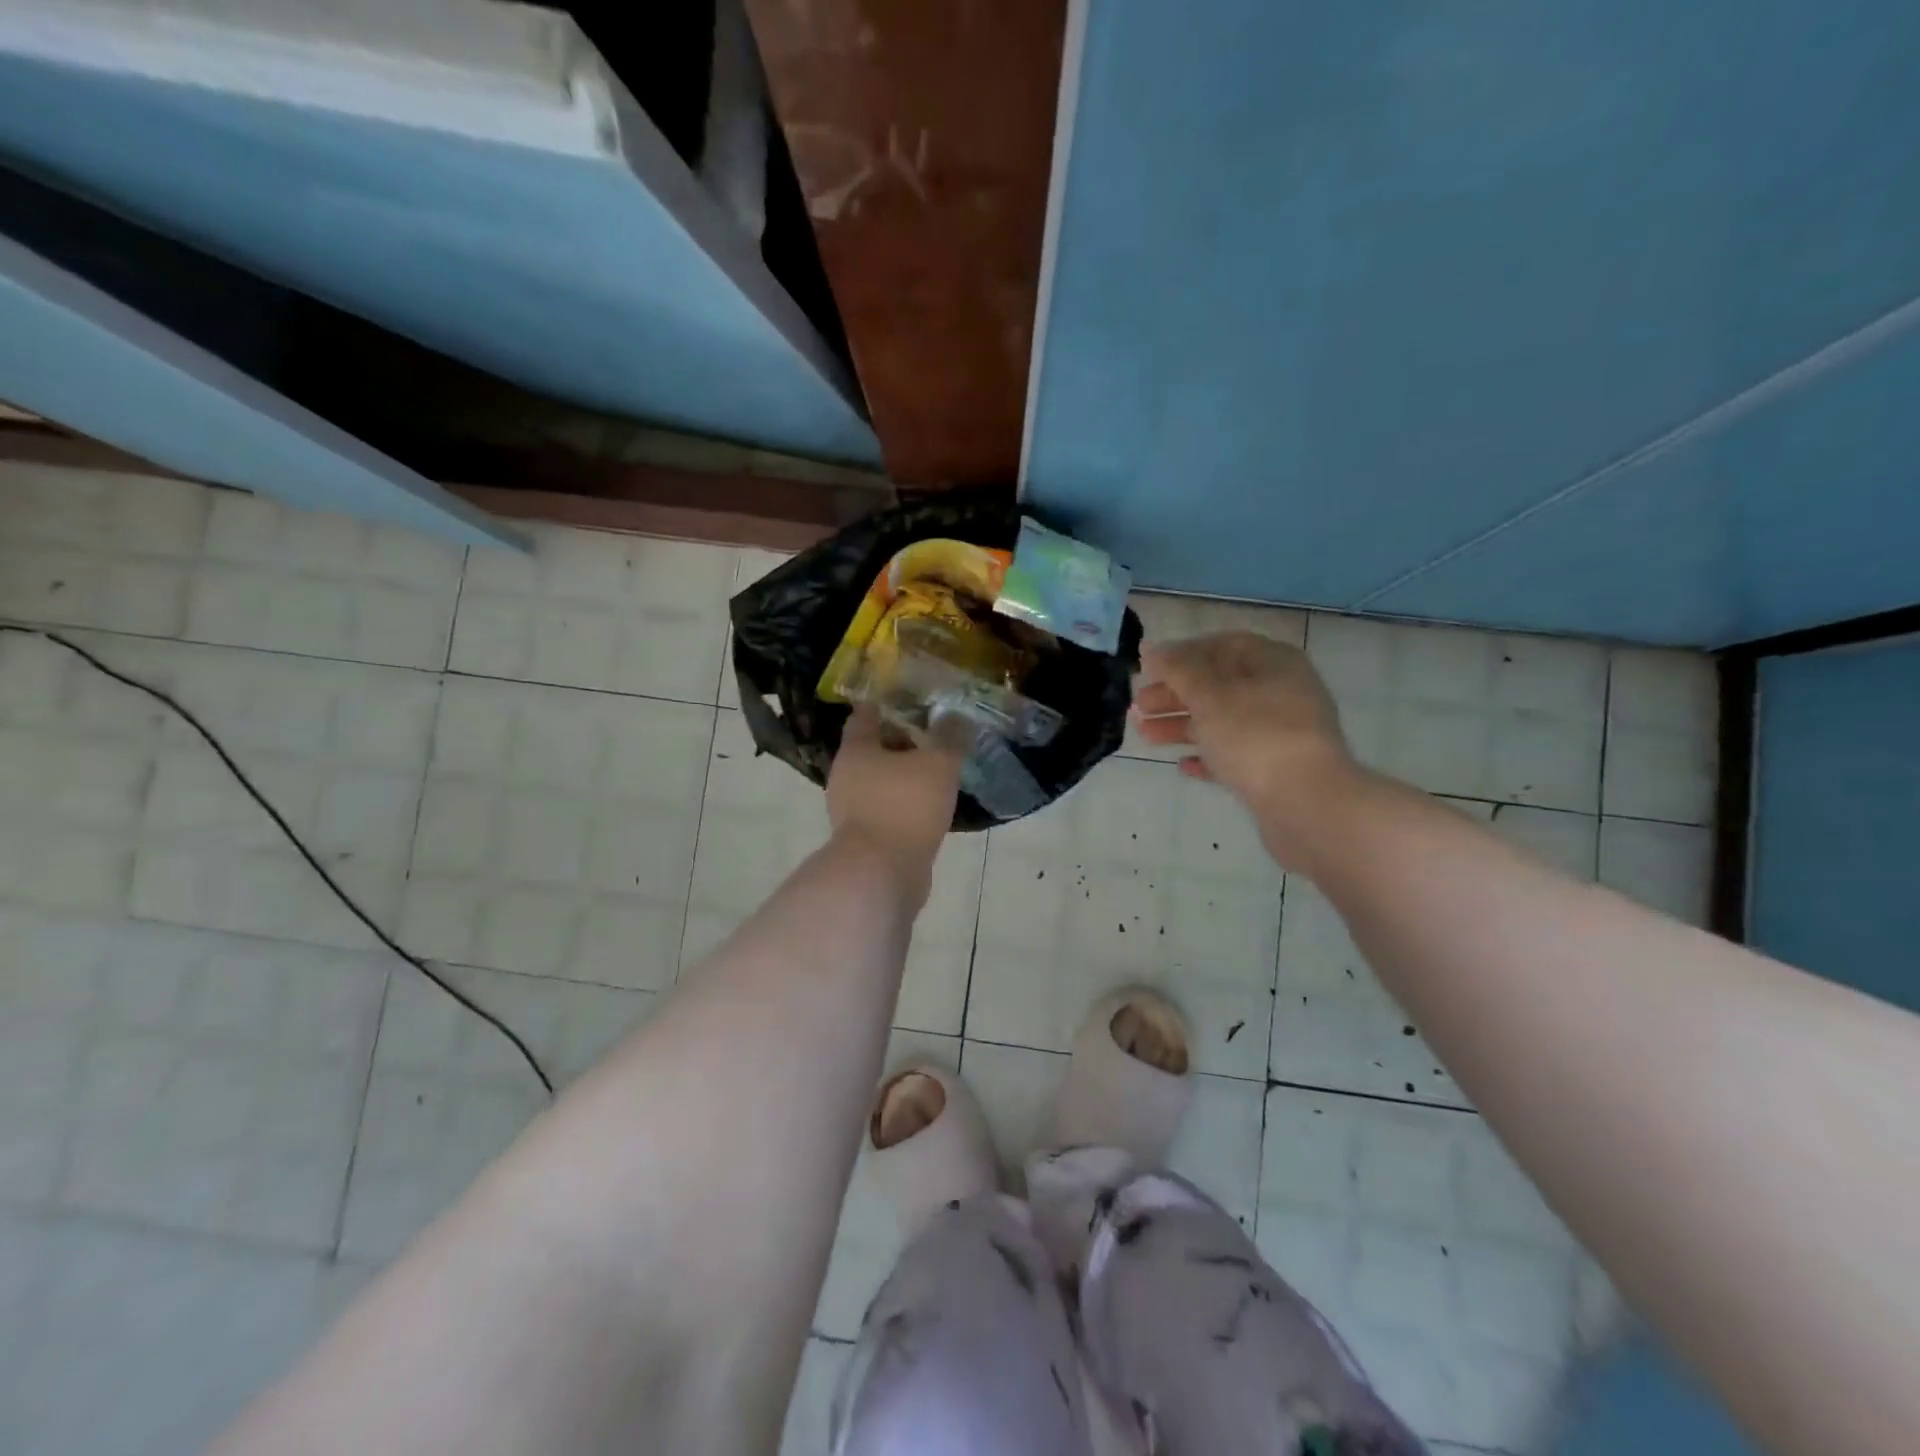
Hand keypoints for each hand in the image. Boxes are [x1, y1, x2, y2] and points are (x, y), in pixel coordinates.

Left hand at [827, 707, 962, 868]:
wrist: (881, 873)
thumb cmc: (905, 806)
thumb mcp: (938, 763)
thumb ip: (950, 737)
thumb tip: (956, 716)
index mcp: (856, 749)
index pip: (865, 715)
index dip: (887, 704)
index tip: (911, 699)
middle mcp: (845, 776)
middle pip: (872, 748)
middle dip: (900, 741)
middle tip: (933, 735)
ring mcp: (850, 810)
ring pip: (879, 780)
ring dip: (903, 774)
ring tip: (936, 771)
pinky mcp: (863, 837)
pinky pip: (886, 808)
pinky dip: (904, 802)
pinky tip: (928, 805)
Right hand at [1133, 632, 1364, 868]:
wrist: (1306, 804)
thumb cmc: (1254, 736)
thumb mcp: (1209, 694)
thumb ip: (1178, 669)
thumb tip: (1152, 649)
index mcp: (1274, 662)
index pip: (1223, 645)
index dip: (1183, 654)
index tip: (1149, 669)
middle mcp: (1282, 692)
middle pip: (1220, 685)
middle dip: (1176, 694)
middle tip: (1138, 706)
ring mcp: (1282, 733)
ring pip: (1223, 721)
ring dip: (1182, 725)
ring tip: (1144, 735)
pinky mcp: (1277, 770)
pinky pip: (1235, 755)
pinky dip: (1207, 756)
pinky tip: (1182, 766)